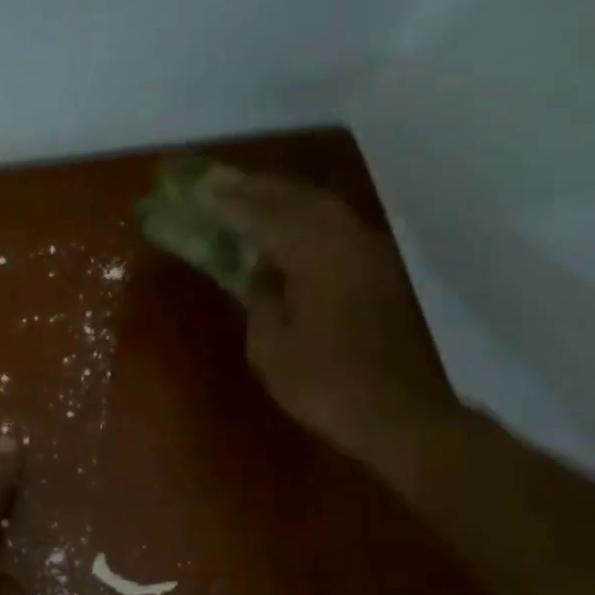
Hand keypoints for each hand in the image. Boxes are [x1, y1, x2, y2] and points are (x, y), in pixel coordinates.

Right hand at [203, 172, 463, 467]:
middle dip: (258, 188)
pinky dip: (306, 217)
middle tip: (221, 183)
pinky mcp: (378, 270)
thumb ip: (259, 298)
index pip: (264, 216)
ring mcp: (368, 252)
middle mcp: (346, 241)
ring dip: (284, 197)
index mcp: (316, 256)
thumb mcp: (270, 347)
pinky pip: (335, 226)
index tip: (199, 190)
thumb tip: (257, 272)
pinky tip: (287, 226)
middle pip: (298, 198)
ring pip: (322, 207)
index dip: (229, 203)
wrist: (395, 412)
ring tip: (250, 195)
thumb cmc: (323, 383)